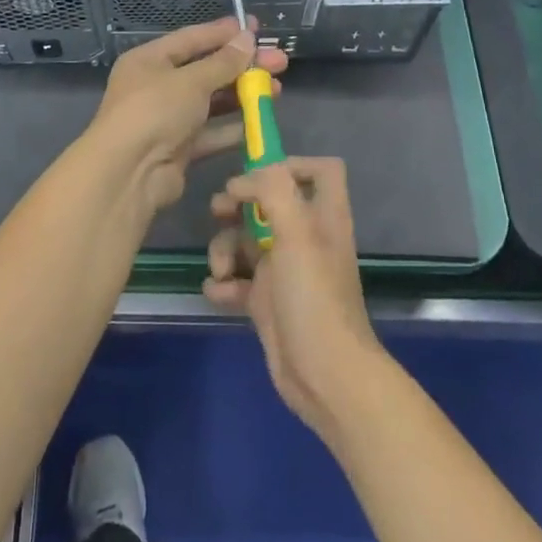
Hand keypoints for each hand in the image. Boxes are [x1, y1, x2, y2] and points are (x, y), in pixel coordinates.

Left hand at [87, 17, 286, 212]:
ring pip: (211, 102)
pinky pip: (211, 132)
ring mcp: (167, 119)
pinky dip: (234, 127)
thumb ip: (223, 62)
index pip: (191, 39)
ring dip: (242, 95)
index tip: (256, 27)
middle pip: (206, 70)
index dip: (224, 33)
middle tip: (280, 61)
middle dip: (242, 66)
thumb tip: (248, 37)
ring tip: (277, 90)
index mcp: (149, 60)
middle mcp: (156, 86)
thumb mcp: (191, 80)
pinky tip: (261, 120)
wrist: (128, 173)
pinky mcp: (179, 148)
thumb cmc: (155, 111)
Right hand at [204, 156, 383, 443]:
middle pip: (269, 203)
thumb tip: (241, 181)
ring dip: (224, 248)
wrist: (325, 377)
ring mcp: (285, 271)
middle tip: (220, 211)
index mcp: (323, 217)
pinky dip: (223, 283)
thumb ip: (273, 191)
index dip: (291, 164)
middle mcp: (305, 238)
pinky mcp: (267, 302)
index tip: (258, 176)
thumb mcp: (297, 234)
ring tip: (220, 269)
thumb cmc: (314, 298)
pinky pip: (237, 280)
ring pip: (246, 240)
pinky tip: (217, 292)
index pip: (320, 171)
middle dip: (239, 204)